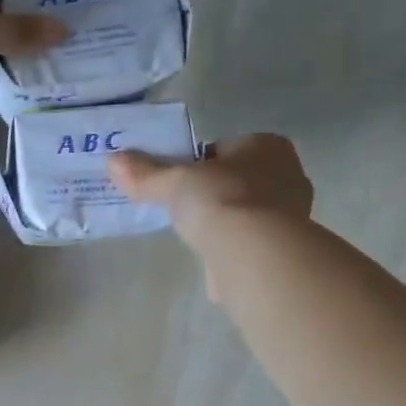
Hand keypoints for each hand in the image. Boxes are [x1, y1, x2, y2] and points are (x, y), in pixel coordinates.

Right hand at [109, 133, 313, 251]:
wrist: (253, 252)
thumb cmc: (219, 199)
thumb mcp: (173, 182)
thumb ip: (145, 173)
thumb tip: (113, 161)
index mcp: (268, 146)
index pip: (226, 148)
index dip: (200, 163)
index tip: (178, 180)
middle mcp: (288, 174)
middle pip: (239, 180)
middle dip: (214, 192)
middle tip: (183, 207)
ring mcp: (292, 215)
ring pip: (247, 212)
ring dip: (224, 222)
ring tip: (194, 235)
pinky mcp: (284, 250)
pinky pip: (251, 243)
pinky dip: (232, 249)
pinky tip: (211, 259)